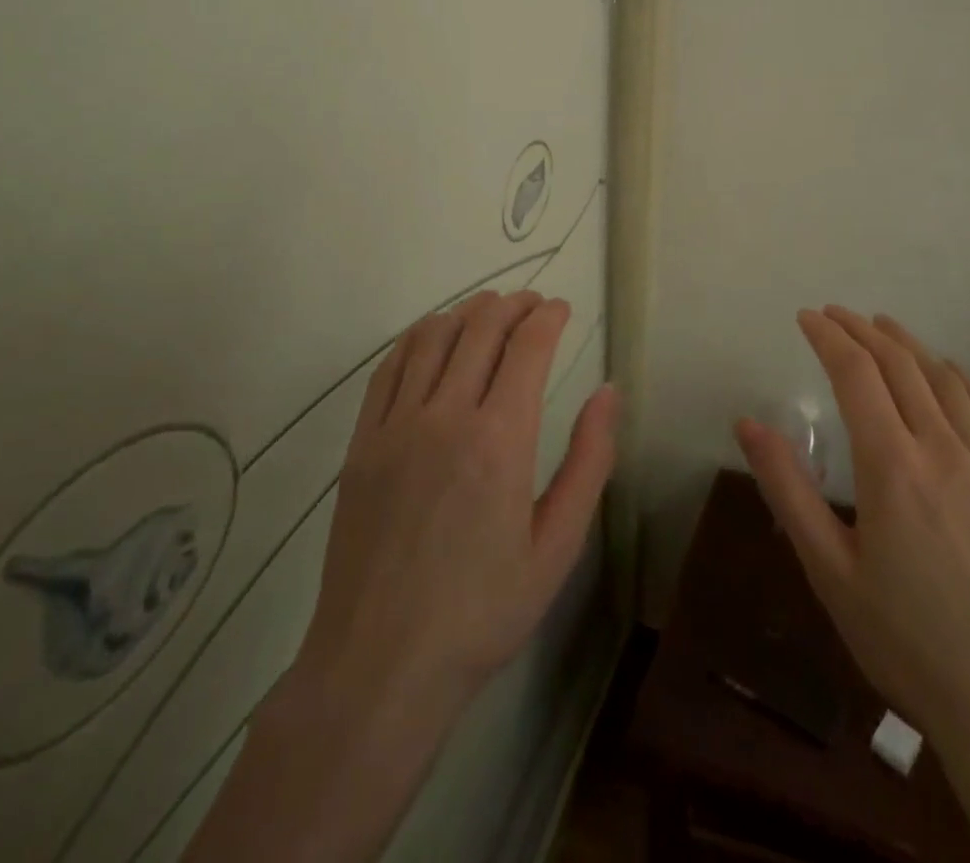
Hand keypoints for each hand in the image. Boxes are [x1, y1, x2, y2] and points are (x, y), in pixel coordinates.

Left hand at [298, 288, 618, 702]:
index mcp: (500, 440)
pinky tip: (432, 338)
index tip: (562, 308)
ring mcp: (396, 426)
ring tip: (489, 310)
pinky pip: (389, 368)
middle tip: (532, 304)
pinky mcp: (362, 443)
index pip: (527, 346)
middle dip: (513, 304)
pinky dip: (417, 338)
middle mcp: (446, 417)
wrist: (380, 665)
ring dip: (466, 312)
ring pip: (433, 337)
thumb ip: (588, 461)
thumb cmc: (482, 611)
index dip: (548, 316)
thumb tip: (608, 393)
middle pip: (480, 328)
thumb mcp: (557, 546)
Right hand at [735, 307, 969, 862]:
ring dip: (910, 346)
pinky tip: (950, 374)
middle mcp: (942, 450)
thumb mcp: (828, 570)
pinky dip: (962, 381)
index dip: (828, 337)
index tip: (806, 317)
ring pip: (945, 382)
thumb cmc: (905, 641)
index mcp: (892, 466)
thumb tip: (747, 423)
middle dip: (863, 331)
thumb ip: (787, 489)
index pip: (855, 375)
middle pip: (900, 366)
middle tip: (836, 314)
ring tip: (884, 326)